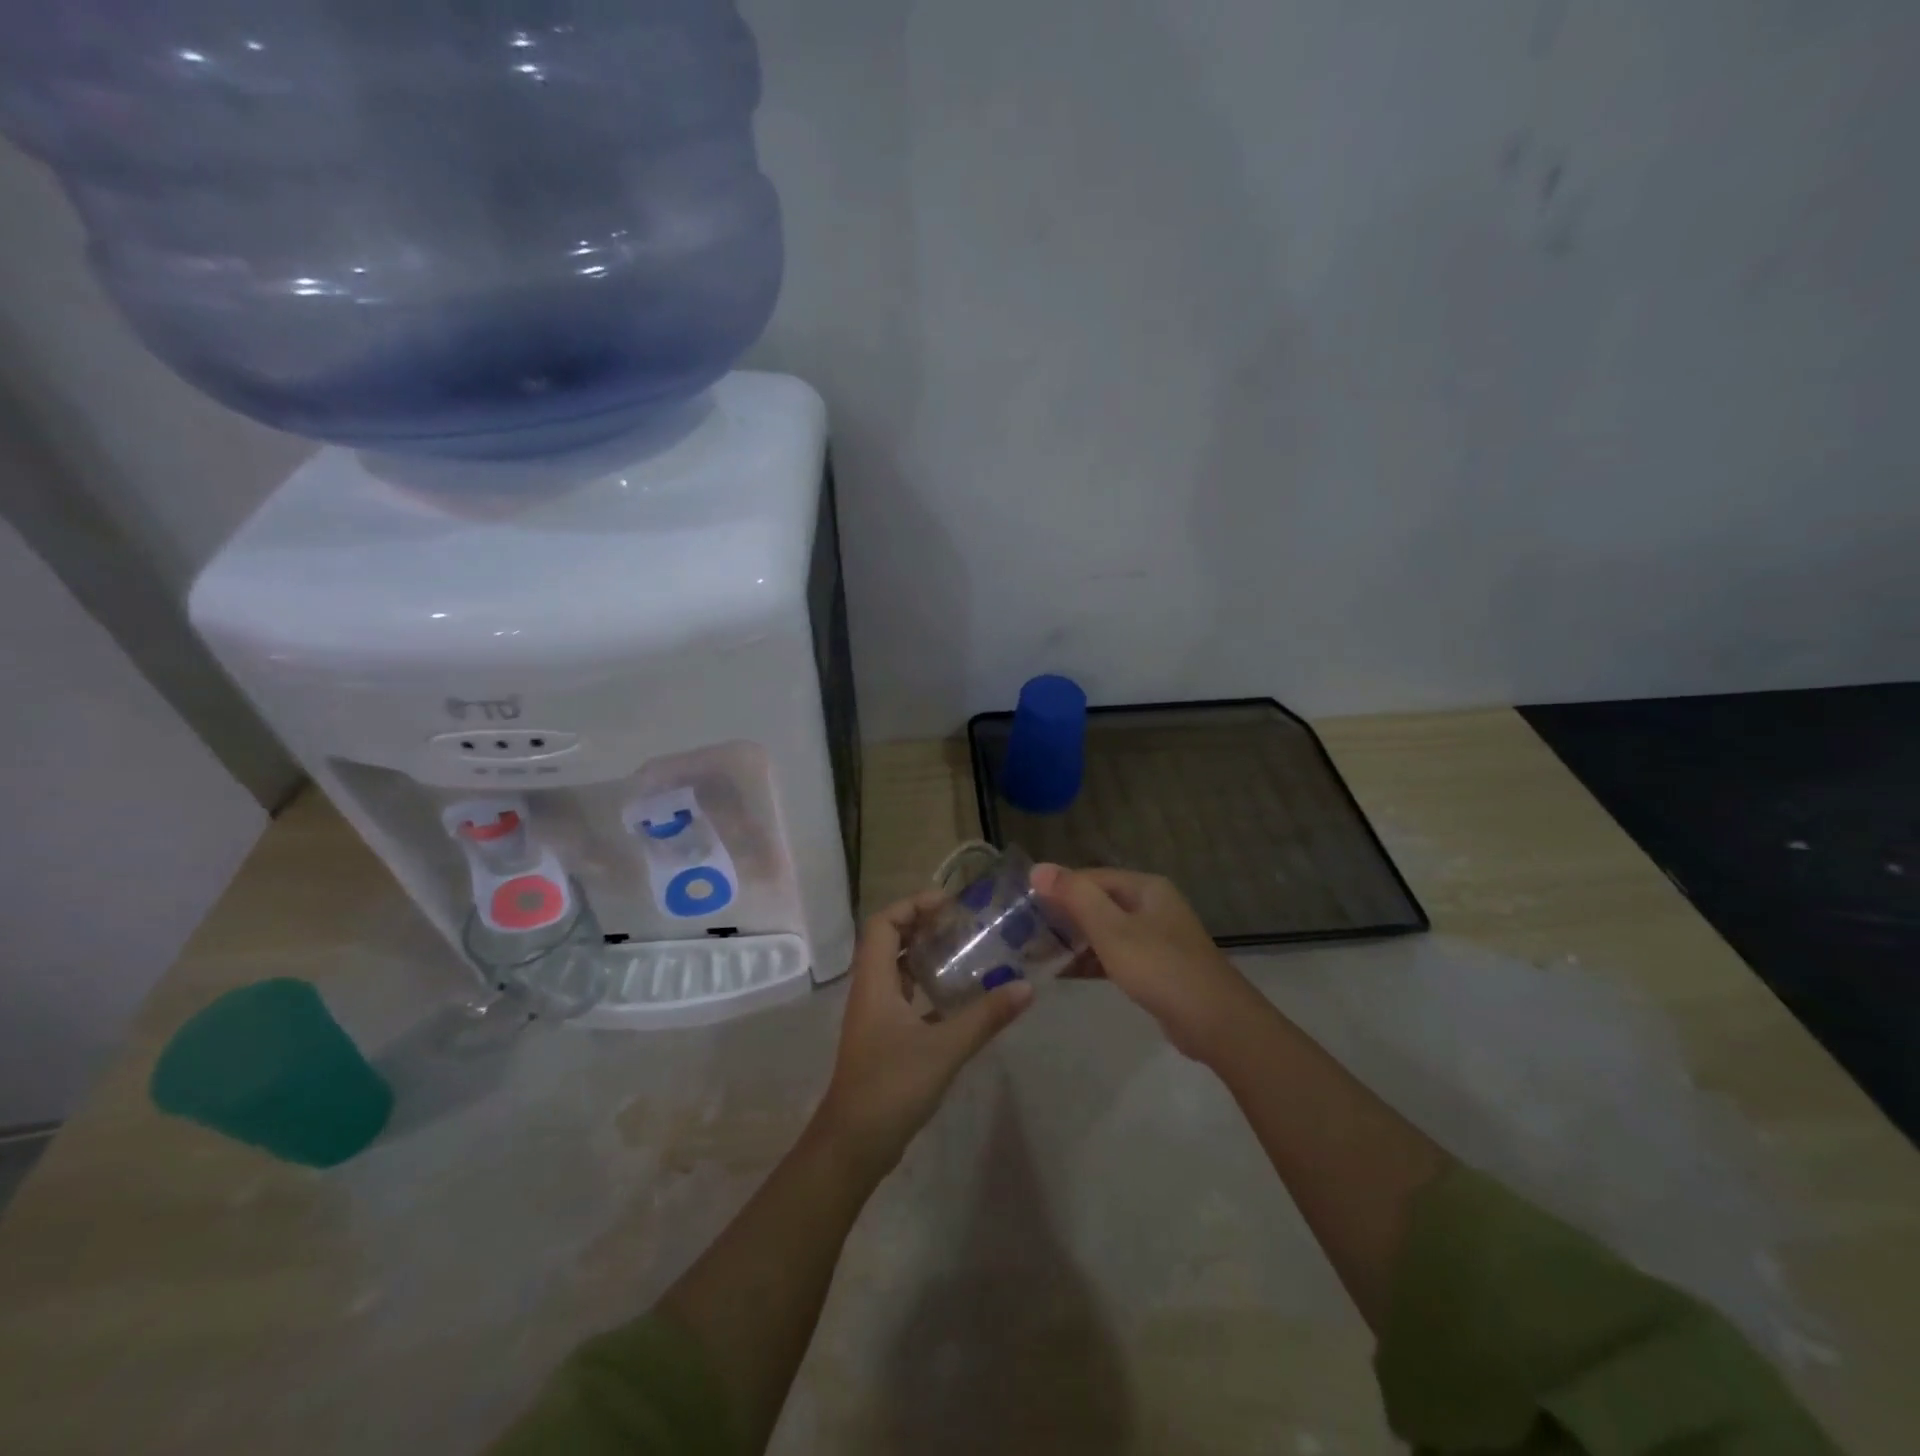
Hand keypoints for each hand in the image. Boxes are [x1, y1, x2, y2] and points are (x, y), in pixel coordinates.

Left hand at [814, 891, 1033, 1171]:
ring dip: (925, 955)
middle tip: (962, 924)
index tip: (949, 903)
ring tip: (964, 951)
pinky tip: (958, 997)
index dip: (912, 904)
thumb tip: (1025, 987)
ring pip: (897, 970)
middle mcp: (870, 990)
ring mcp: (875, 1016)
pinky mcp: (883, 1038)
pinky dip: (927, 987)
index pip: (883, 923)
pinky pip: (905, 997)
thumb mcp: (944, 1048)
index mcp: (874, 981)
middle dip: (922, 925)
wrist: (854, 1144)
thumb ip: (985, 1017)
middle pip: (889, 941)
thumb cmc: (892, 1086)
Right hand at [1030, 864, 1256, 1060]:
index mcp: (1145, 887)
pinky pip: (1115, 954)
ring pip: (1105, 930)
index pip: (1089, 877)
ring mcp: (1155, 937)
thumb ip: (1075, 896)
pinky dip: (1091, 960)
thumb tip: (1038, 869)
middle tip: (1024, 932)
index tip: (1023, 906)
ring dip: (1074, 939)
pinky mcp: (1155, 966)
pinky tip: (1065, 973)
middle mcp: (1151, 905)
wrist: (1215, 1022)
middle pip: (1097, 902)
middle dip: (1063, 915)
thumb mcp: (1112, 929)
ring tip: (1037, 952)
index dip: (1056, 888)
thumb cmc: (1160, 967)